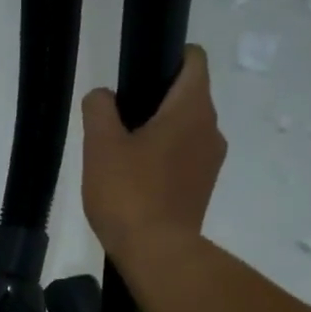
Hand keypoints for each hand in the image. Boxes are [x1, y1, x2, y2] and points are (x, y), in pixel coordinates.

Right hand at [80, 44, 225, 262]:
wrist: (156, 253)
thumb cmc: (129, 193)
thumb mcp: (100, 145)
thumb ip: (99, 109)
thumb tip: (102, 97)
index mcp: (192, 108)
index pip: (194, 59)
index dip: (168, 57)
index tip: (138, 75)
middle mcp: (211, 129)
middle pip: (187, 96)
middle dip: (155, 101)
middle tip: (117, 123)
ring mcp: (211, 162)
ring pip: (185, 130)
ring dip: (159, 134)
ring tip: (122, 157)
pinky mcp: (203, 189)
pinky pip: (184, 160)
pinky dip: (164, 161)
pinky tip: (135, 182)